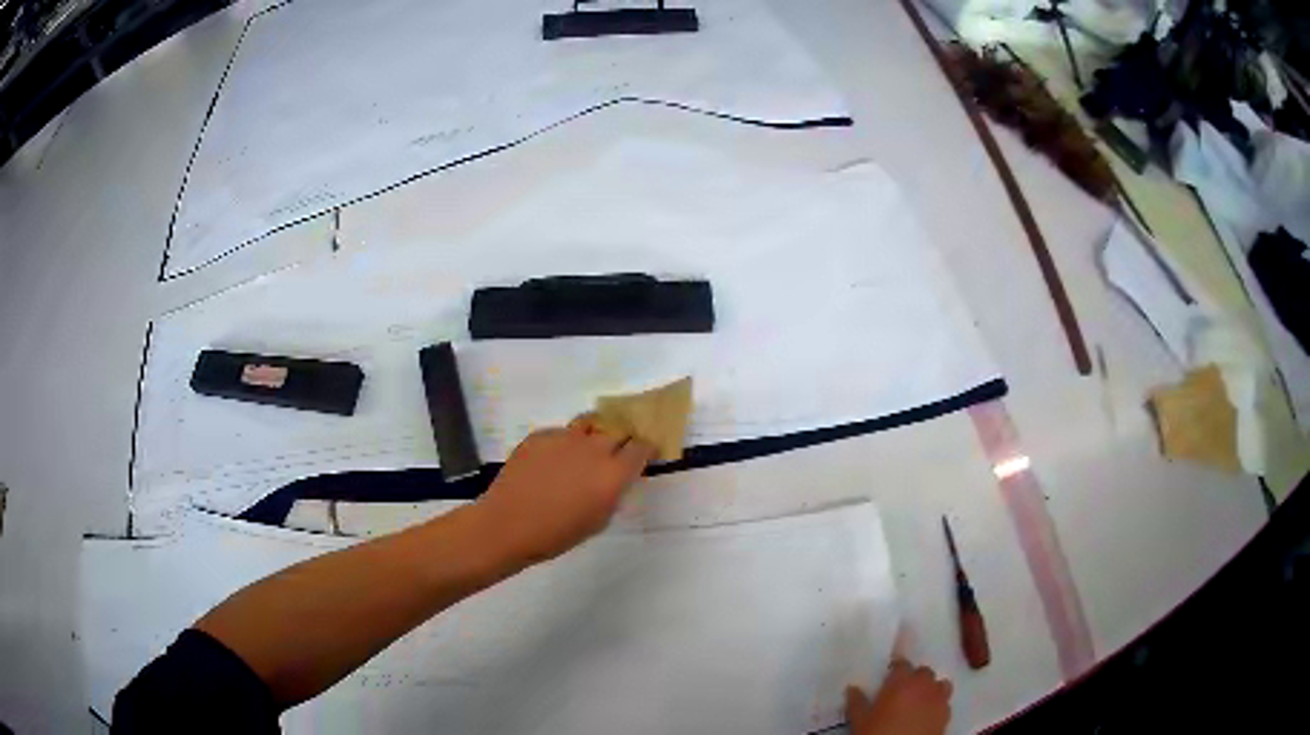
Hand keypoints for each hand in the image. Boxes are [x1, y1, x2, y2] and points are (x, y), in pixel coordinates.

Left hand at [476, 417, 655, 565]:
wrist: (509, 524)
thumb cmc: (557, 534)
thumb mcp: (599, 520)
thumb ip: (613, 493)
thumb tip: (616, 478)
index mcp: (613, 473)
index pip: (642, 447)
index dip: (645, 449)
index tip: (645, 454)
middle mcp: (594, 448)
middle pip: (619, 429)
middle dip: (622, 438)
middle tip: (616, 451)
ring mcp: (565, 437)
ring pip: (591, 422)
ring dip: (595, 432)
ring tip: (588, 446)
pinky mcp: (541, 434)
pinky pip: (562, 432)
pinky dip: (565, 442)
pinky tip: (554, 460)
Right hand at [846, 657, 952, 734]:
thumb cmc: (878, 733)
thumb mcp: (860, 720)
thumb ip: (857, 702)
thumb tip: (852, 688)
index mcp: (901, 682)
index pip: (902, 663)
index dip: (896, 668)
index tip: (889, 674)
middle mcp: (924, 685)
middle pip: (923, 671)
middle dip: (914, 677)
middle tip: (901, 691)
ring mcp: (939, 698)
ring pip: (940, 684)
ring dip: (931, 688)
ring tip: (919, 700)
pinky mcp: (947, 713)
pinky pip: (945, 701)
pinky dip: (937, 703)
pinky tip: (927, 713)